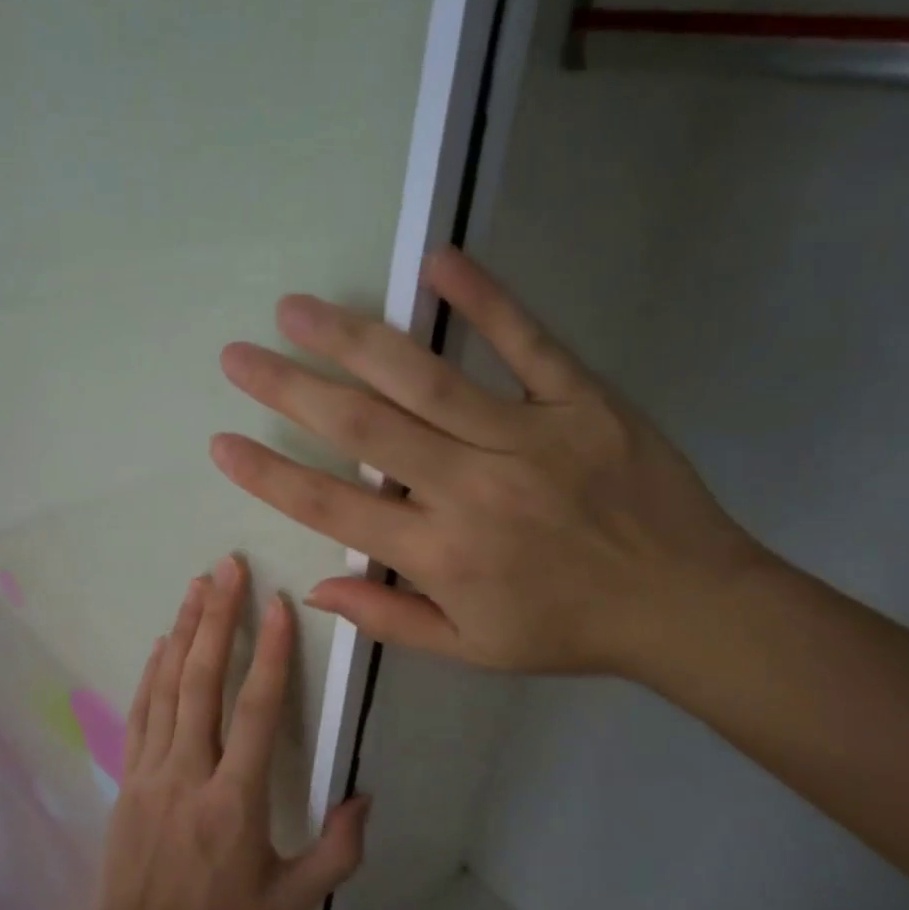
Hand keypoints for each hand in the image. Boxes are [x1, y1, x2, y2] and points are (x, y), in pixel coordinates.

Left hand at [88, 555, 370, 909]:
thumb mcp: (292, 904)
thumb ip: (336, 853)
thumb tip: (364, 797)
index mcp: (234, 801)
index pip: (256, 712)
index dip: (269, 654)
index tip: (278, 605)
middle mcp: (189, 772)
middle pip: (202, 681)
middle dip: (217, 618)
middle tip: (228, 568)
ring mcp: (152, 771)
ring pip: (168, 687)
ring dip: (184, 631)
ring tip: (197, 585)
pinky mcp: (129, 776)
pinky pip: (141, 712)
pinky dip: (152, 672)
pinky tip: (163, 642)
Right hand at [209, 247, 767, 677]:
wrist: (685, 605)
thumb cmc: (567, 630)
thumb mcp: (471, 648)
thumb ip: (389, 618)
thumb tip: (315, 589)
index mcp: (441, 556)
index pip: (334, 509)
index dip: (271, 476)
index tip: (223, 443)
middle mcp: (471, 491)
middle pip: (364, 431)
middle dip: (290, 391)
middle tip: (238, 356)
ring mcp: (528, 438)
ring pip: (425, 379)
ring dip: (353, 340)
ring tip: (297, 310)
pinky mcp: (582, 401)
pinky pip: (527, 343)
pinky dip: (484, 299)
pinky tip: (437, 261)